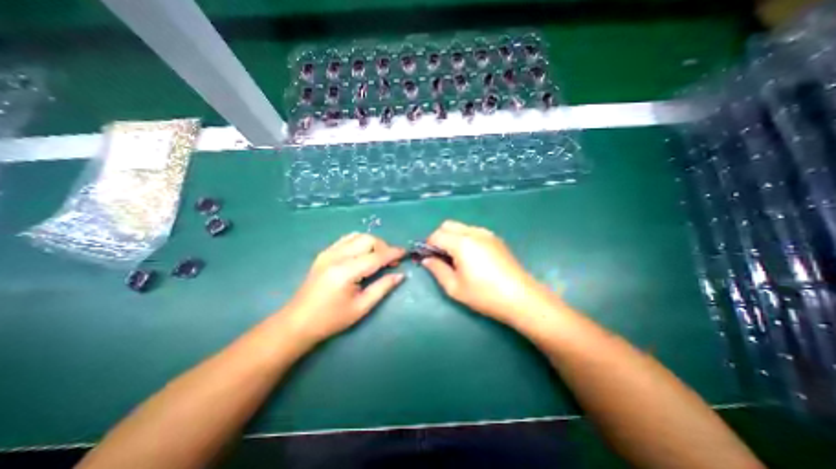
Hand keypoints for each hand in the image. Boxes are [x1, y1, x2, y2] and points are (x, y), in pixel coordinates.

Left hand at [280, 233, 404, 345]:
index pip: (376, 256)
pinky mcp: (324, 253)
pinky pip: (346, 239)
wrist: (298, 322)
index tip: (405, 253)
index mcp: (346, 272)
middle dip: (383, 246)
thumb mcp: (361, 307)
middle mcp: (337, 256)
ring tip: (377, 257)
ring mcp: (328, 252)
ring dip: (372, 243)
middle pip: (367, 239)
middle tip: (390, 261)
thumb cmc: (331, 319)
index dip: (393, 253)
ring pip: (357, 236)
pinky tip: (362, 254)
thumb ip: (383, 288)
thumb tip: (401, 275)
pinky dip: (359, 242)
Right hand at [422, 219, 552, 323]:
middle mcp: (474, 232)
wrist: (521, 297)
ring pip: (461, 227)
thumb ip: (437, 270)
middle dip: (439, 237)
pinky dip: (465, 238)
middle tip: (441, 257)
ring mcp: (487, 234)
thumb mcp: (455, 287)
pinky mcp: (496, 239)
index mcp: (461, 243)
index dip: (428, 245)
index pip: (436, 235)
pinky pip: (473, 231)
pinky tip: (471, 257)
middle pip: (448, 225)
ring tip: (456, 258)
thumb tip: (426, 260)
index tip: (427, 257)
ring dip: (452, 237)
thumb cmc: (485, 295)